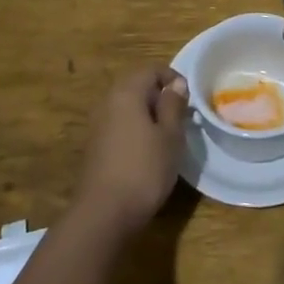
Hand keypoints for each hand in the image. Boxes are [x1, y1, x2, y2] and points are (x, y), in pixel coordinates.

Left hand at [74, 65, 188, 238]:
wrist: (104, 213)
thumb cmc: (144, 169)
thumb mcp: (170, 136)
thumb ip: (173, 105)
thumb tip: (176, 83)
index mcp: (126, 93)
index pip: (151, 70)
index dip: (172, 78)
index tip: (189, 99)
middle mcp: (107, 102)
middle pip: (136, 85)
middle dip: (160, 95)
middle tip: (180, 117)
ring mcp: (97, 124)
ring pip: (127, 106)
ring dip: (147, 113)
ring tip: (167, 135)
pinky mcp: (94, 145)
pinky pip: (118, 124)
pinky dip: (135, 128)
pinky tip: (147, 151)